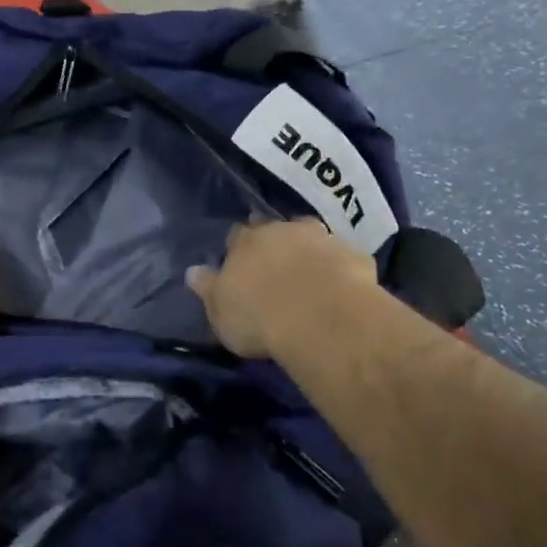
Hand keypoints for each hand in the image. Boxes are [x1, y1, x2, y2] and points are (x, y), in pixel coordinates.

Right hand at [187, 219, 380, 358]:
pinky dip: (340, 266)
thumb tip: (192, 271)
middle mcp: (281, 231)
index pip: (237, 235)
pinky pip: (344, 257)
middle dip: (273, 241)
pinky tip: (342, 284)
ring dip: (309, 248)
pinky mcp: (354, 255)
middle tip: (275, 262)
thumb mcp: (220, 312)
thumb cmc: (259, 318)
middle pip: (274, 228)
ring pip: (311, 236)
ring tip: (310, 270)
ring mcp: (321, 238)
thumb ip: (208, 289)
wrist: (321, 318)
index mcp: (245, 242)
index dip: (239, 246)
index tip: (240, 259)